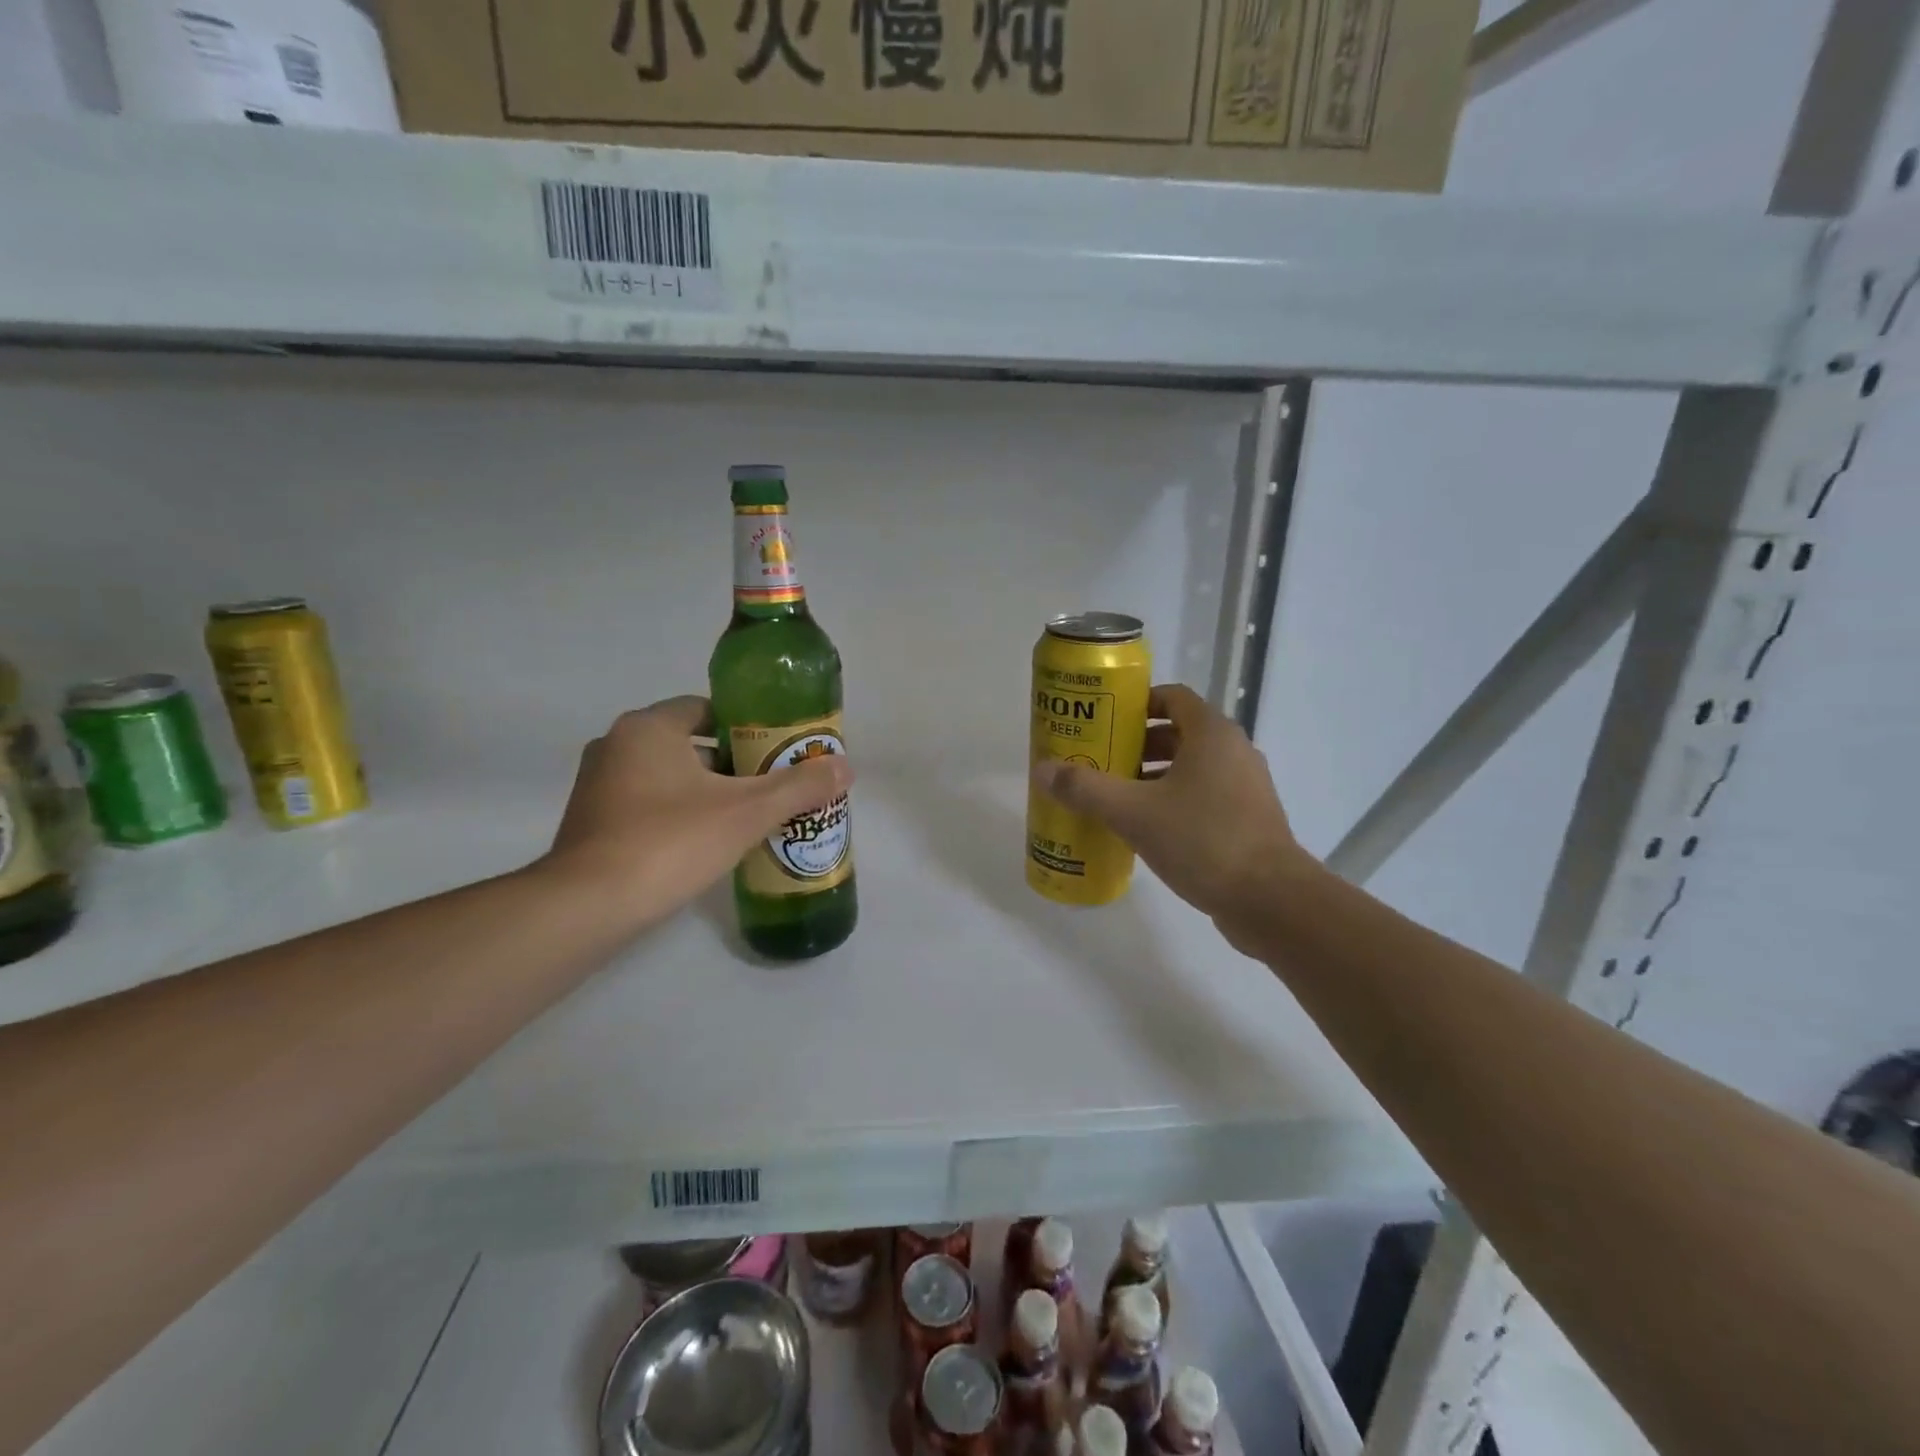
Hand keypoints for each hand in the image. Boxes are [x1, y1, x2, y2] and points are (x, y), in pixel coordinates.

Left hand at [542, 696, 852, 934]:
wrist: (587, 907)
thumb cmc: (669, 842)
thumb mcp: (746, 812)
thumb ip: (798, 787)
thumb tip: (847, 766)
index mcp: (648, 728)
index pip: (706, 709)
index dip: (746, 727)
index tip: (776, 752)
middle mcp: (616, 745)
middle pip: (689, 743)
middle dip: (731, 763)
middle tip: (771, 786)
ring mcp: (598, 785)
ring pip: (668, 776)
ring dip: (705, 790)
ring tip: (748, 816)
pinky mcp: (591, 822)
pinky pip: (647, 804)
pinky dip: (678, 814)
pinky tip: (707, 842)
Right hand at [1031, 684, 1304, 948]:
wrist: (1270, 900)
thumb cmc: (1202, 840)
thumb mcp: (1133, 812)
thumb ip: (1086, 789)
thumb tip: (1041, 770)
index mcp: (1212, 734)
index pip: (1171, 697)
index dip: (1136, 704)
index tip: (1103, 722)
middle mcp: (1234, 751)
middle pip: (1178, 733)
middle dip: (1136, 745)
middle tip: (1099, 762)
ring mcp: (1245, 787)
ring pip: (1190, 768)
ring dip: (1153, 776)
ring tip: (1115, 797)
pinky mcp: (1248, 819)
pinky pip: (1203, 796)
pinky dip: (1173, 801)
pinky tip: (1145, 829)